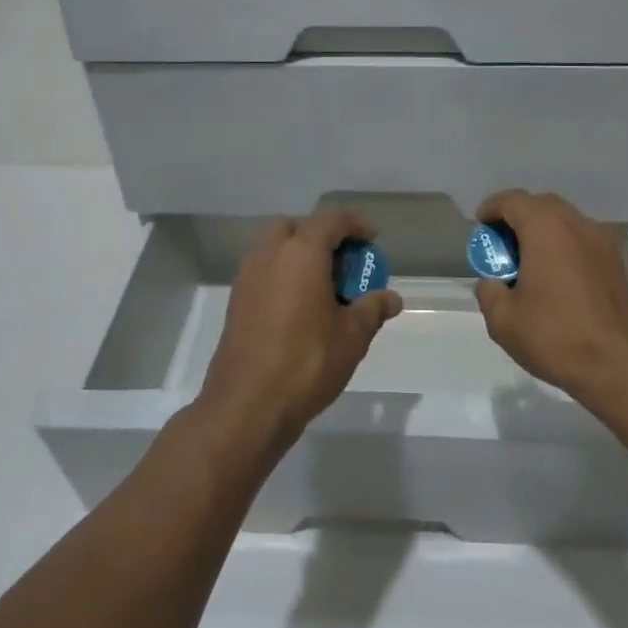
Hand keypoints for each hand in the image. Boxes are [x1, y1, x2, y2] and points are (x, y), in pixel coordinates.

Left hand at [195, 210, 402, 454]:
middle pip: (295, 227)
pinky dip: (282, 274)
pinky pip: (262, 271)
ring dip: (297, 254)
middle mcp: (269, 255)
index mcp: (301, 253)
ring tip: (322, 284)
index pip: (331, 221)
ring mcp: (247, 278)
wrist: (246, 406)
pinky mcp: (235, 302)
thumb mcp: (352, 337)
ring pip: (273, 248)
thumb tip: (392, 298)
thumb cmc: (306, 363)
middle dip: (319, 235)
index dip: (355, 225)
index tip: (371, 240)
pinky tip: (299, 306)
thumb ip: (372, 309)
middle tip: (341, 260)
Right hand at [472, 190, 627, 409]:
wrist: (620, 366)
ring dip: (542, 233)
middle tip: (502, 246)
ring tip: (528, 263)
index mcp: (546, 228)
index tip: (480, 226)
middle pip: (541, 205)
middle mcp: (577, 224)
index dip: (491, 209)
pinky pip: (582, 241)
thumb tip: (493, 283)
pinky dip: (563, 247)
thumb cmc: (556, 337)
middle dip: (517, 218)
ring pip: (565, 222)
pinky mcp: (616, 262)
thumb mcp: (503, 320)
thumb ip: (489, 292)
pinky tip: (555, 278)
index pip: (512, 200)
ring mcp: (602, 241)